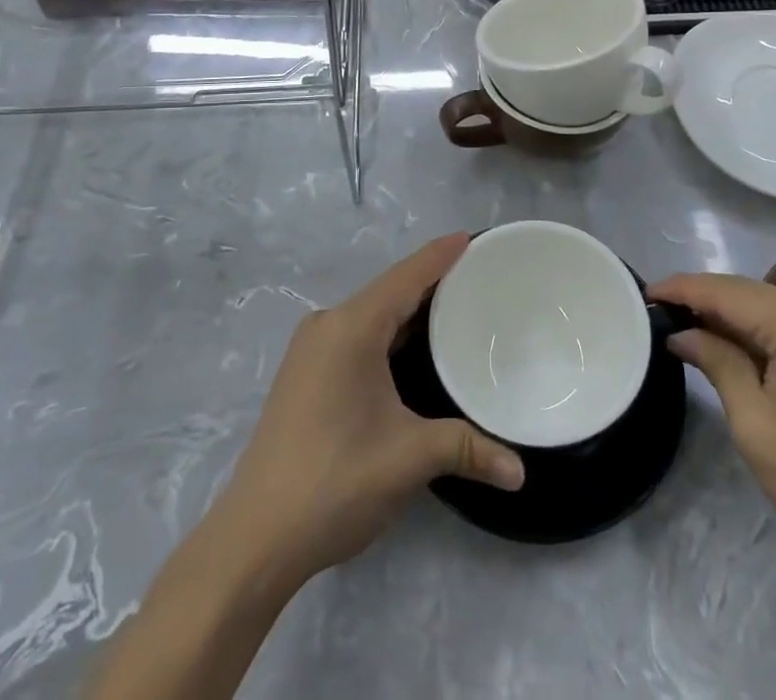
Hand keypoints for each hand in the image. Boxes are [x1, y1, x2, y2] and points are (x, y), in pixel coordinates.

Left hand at [210, 234, 524, 590]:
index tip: (472, 238)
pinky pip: (355, 335)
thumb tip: (520, 471)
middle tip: (476, 276)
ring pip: (370, 314)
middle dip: (431, 281)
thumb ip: (467, 450)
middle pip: (388, 291)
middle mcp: (327, 326)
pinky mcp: (304, 375)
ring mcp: (310, 351)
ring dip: (408, 309)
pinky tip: (410, 346)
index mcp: (350, 328)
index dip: (440, 255)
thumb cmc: (335, 481)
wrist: (255, 537)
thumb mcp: (409, 458)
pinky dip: (387, 331)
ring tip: (453, 306)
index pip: (406, 277)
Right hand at [647, 272, 775, 562]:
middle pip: (748, 291)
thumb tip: (681, 333)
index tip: (646, 292)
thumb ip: (717, 363)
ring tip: (681, 318)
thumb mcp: (754, 423)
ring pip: (764, 303)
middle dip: (702, 296)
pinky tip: (723, 335)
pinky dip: (750, 326)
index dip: (685, 289)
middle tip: (657, 306)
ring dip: (724, 310)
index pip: (730, 293)